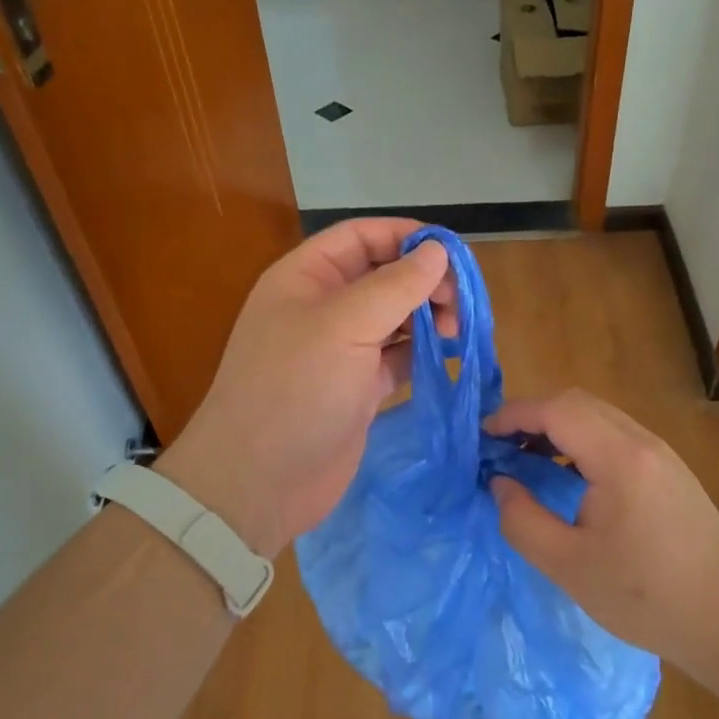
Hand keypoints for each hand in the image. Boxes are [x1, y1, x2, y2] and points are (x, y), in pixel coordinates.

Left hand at [157, 218, 455, 555]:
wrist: (259, 481)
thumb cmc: (296, 390)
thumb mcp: (344, 326)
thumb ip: (395, 285)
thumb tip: (437, 250)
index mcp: (306, 278)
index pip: (361, 237)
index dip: (405, 236)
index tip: (451, 252)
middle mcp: (323, 307)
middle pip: (382, 275)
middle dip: (423, 280)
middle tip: (459, 303)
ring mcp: (340, 350)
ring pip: (394, 317)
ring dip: (428, 316)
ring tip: (459, 330)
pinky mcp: (357, 388)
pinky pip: (397, 357)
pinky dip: (423, 352)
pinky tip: (450, 355)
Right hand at [484, 390, 718, 675]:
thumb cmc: (646, 598)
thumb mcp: (569, 567)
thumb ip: (523, 521)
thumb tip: (499, 483)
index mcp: (620, 459)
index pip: (557, 410)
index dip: (513, 415)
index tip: (482, 437)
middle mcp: (642, 442)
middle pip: (577, 403)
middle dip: (531, 415)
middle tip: (499, 447)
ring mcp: (660, 452)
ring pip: (597, 415)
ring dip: (556, 426)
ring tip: (525, 458)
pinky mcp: (668, 468)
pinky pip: (614, 434)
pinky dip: (580, 440)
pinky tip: (566, 474)